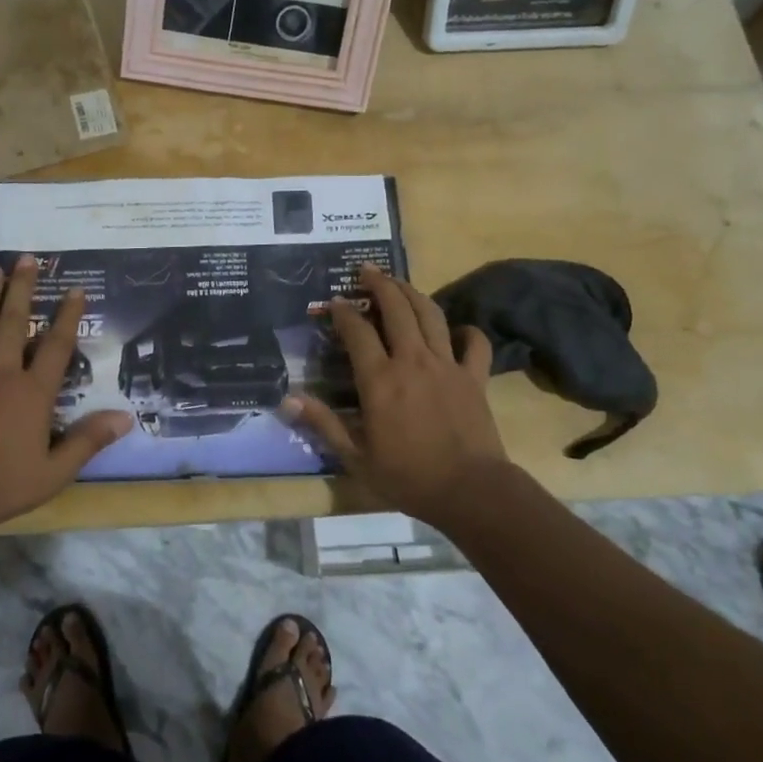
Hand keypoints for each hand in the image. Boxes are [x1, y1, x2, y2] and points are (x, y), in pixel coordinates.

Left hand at [0, 255, 131, 537]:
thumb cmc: (2, 485)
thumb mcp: (55, 472)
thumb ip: (88, 441)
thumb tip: (125, 417)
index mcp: (32, 392)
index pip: (56, 345)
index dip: (68, 316)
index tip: (76, 289)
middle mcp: (1, 374)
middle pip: (13, 322)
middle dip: (22, 288)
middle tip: (27, 258)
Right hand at [282, 265, 505, 524]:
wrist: (471, 492)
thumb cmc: (409, 477)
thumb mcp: (356, 457)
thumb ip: (323, 424)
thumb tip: (288, 399)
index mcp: (380, 379)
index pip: (357, 331)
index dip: (342, 312)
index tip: (332, 301)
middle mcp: (412, 361)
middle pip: (396, 308)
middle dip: (379, 284)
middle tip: (366, 269)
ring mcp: (447, 365)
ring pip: (430, 314)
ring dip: (413, 293)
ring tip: (399, 283)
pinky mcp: (474, 377)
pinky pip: (474, 343)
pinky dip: (466, 330)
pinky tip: (456, 329)